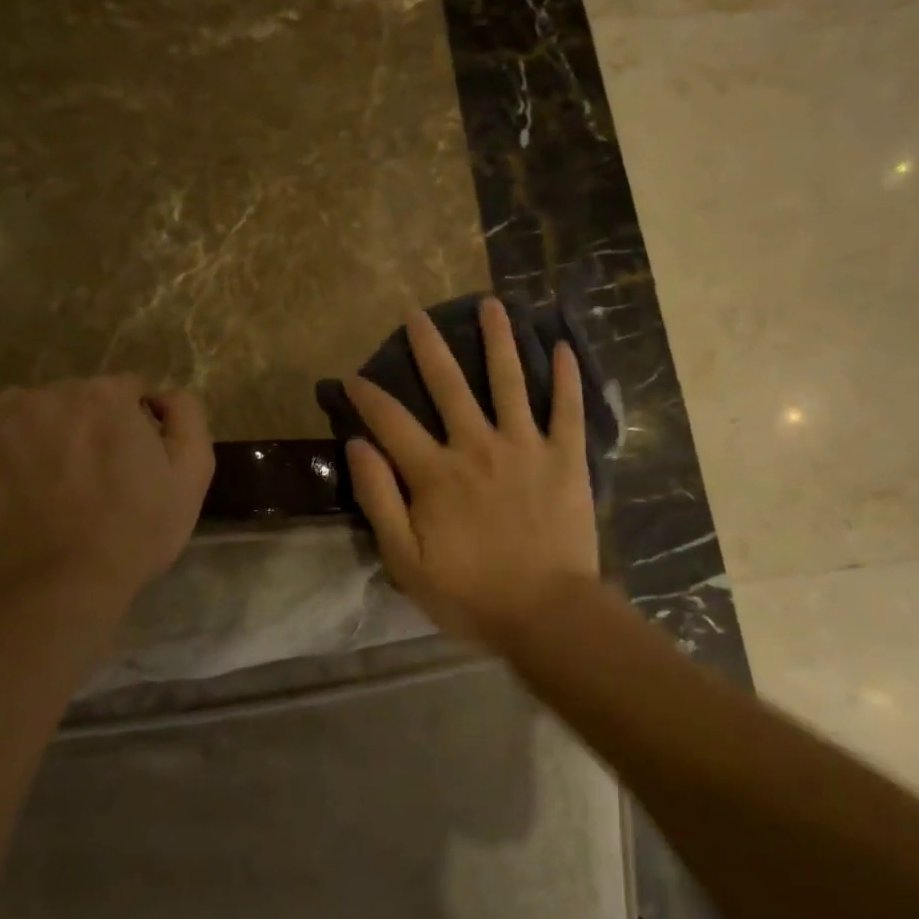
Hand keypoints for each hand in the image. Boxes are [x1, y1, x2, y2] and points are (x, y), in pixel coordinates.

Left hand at [0, 376, 214, 632]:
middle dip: (85, 426)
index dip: (133, 423)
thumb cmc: (135, 532)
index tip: (132, 460)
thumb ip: (187, 417)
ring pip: (21, 410)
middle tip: (90, 476)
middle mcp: (49, 393)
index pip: (125, 391)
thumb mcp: (193, 474)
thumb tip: (162, 394)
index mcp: (106, 395)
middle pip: (73, 397)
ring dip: (34, 431)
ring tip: (40, 480)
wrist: (56, 589)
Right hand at [343, 298, 601, 645]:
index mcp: (436, 473)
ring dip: (499, 340)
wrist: (546, 614)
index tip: (351, 377)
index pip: (391, 421)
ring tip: (492, 304)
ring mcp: (525, 446)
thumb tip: (358, 445)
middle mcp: (477, 446)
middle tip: (417, 314)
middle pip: (449, 384)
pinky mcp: (564, 457)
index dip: (367, 396)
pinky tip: (563, 345)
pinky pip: (567, 409)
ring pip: (509, 380)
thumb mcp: (406, 560)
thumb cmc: (471, 594)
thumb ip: (379, 499)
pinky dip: (566, 377)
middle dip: (428, 346)